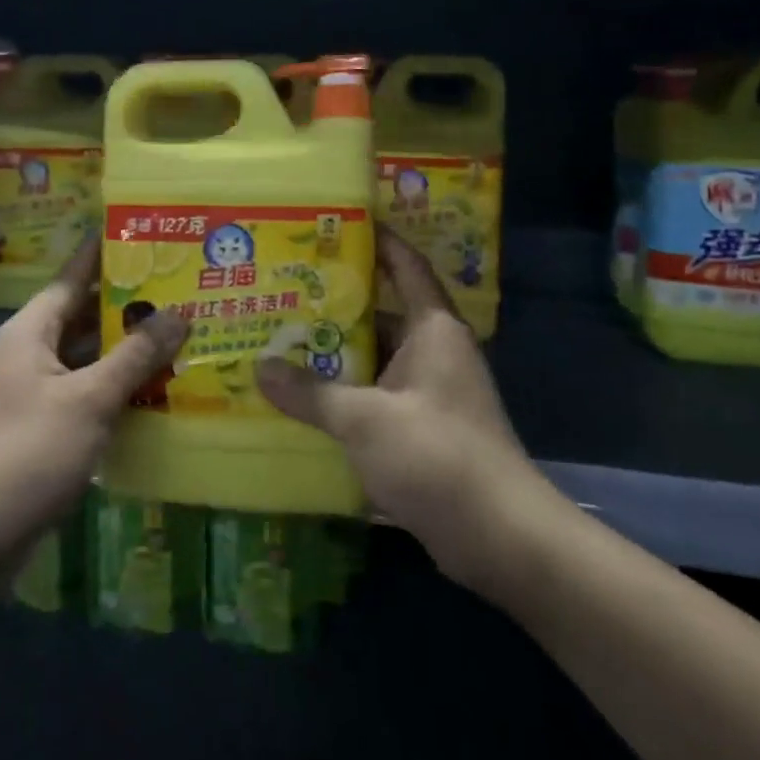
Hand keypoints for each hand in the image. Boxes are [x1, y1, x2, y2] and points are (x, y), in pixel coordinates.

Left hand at [0, 242, 187, 591]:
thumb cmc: (29, 452)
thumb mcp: (89, 399)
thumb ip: (135, 355)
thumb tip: (179, 313)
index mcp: (29, 332)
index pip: (72, 276)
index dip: (105, 253)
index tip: (142, 232)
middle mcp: (29, 352)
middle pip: (84, 315)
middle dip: (128, 304)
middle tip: (179, 285)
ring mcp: (35, 390)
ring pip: (88, 355)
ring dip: (127, 348)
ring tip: (179, 330)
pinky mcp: (44, 424)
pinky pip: (86, 390)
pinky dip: (117, 385)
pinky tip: (157, 386)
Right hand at [257, 230, 550, 592]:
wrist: (499, 538)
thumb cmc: (436, 455)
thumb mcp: (364, 419)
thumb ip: (310, 392)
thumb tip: (260, 368)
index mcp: (433, 329)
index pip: (405, 265)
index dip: (377, 239)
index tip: (337, 222)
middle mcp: (435, 352)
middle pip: (382, 312)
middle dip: (336, 303)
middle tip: (284, 288)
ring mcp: (431, 393)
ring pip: (376, 359)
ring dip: (336, 354)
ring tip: (281, 340)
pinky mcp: (424, 430)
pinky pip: (377, 397)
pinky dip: (345, 394)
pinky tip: (304, 398)